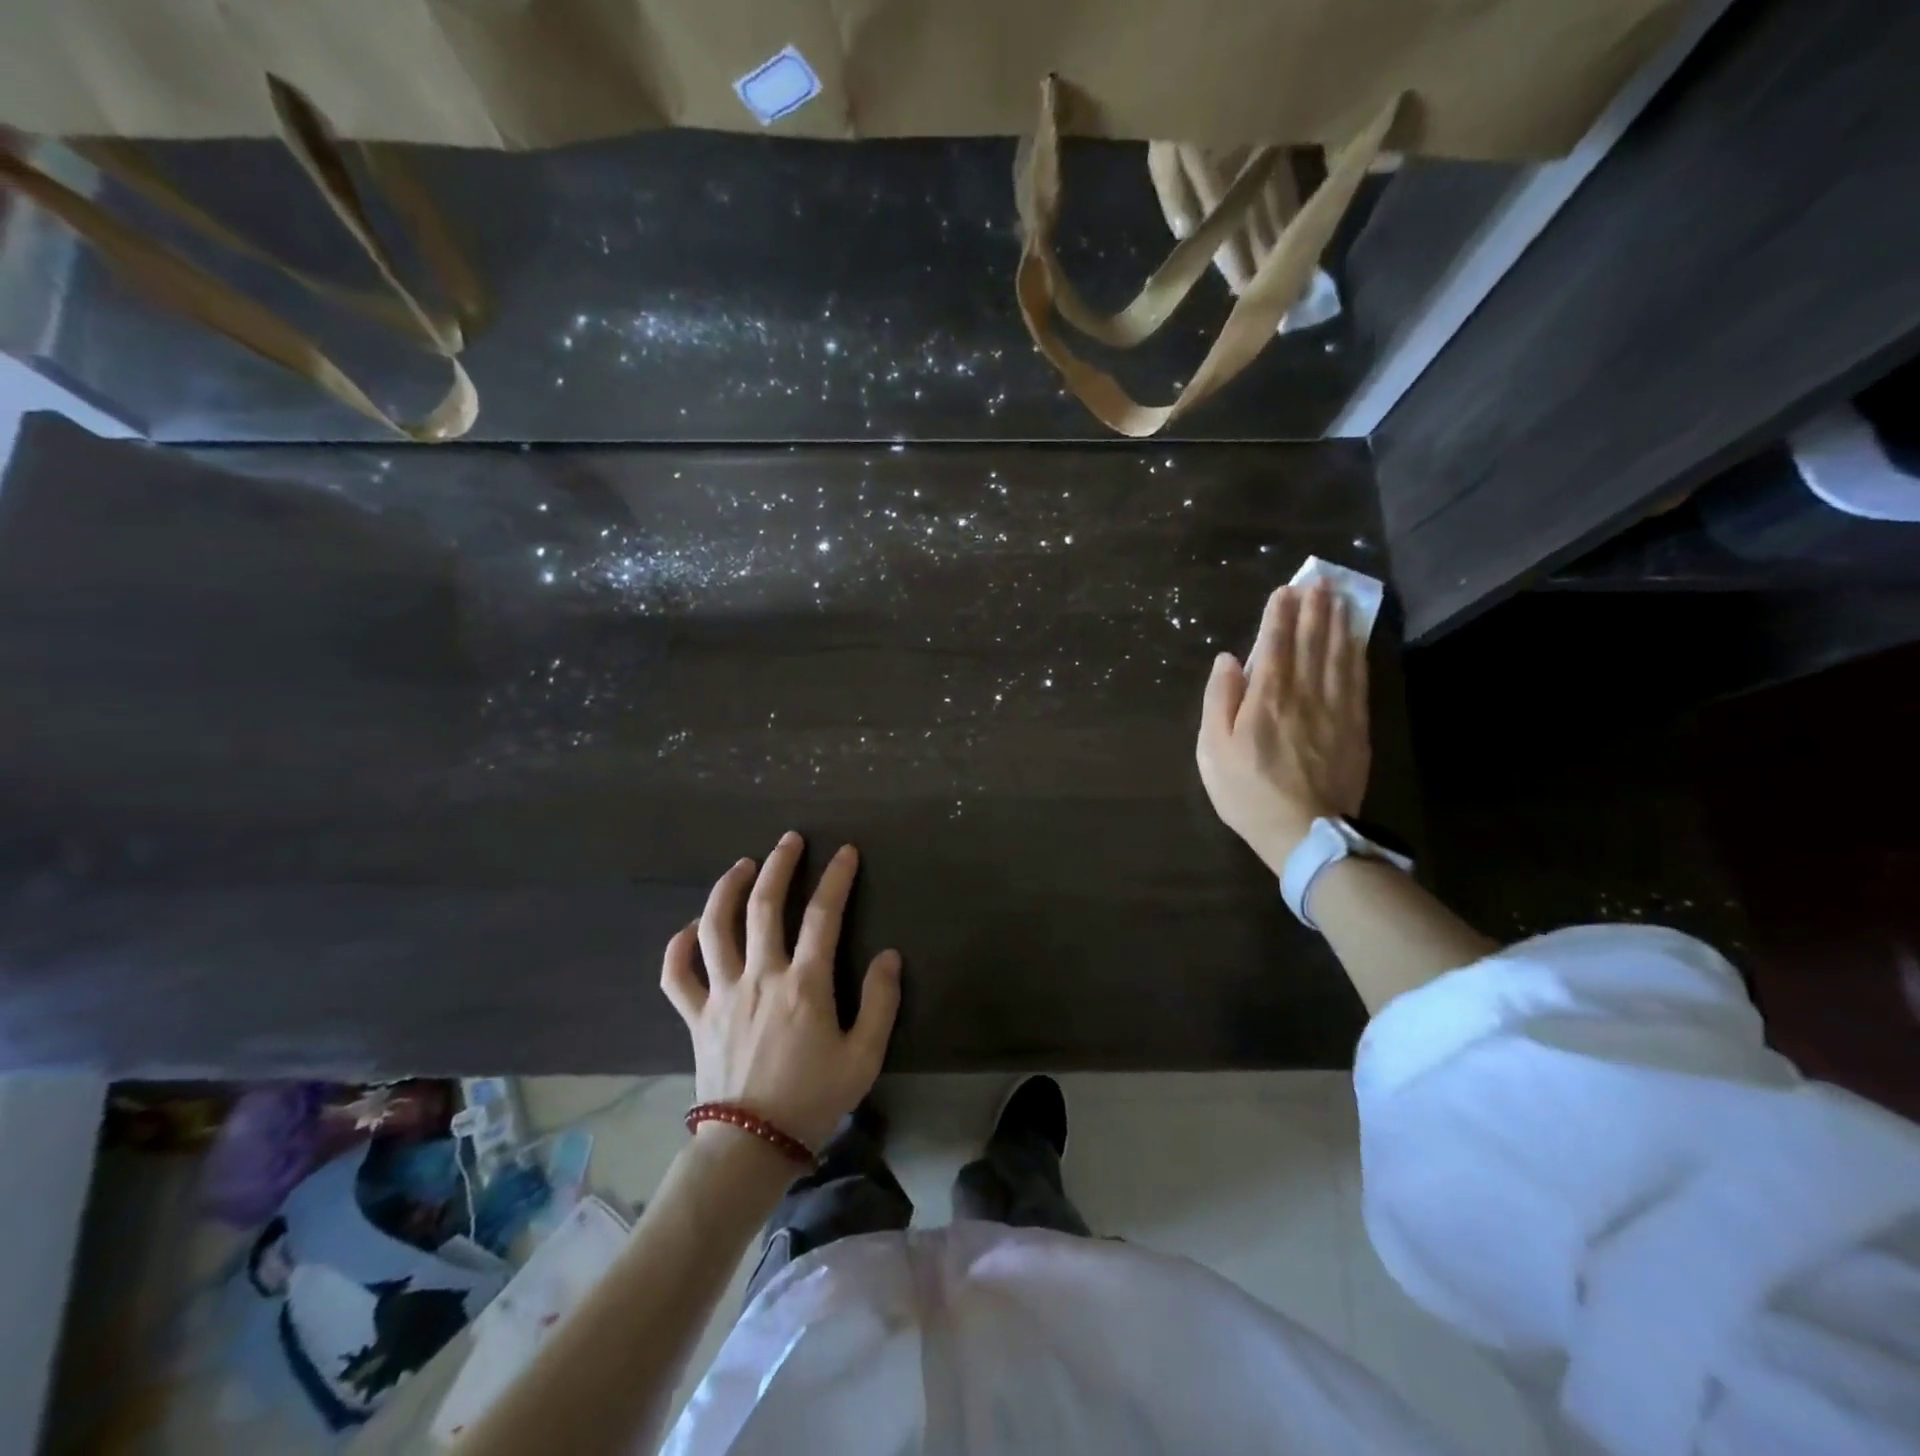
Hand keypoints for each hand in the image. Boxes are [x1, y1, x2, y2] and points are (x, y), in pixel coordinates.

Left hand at [660, 832, 901, 1151]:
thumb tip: (887, 955)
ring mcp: (721, 993)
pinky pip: (675, 974)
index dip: (836, 877)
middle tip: (790, 840)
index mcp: (803, 984)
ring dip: (728, 889)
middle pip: (764, 905)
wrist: (751, 1146)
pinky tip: (689, 929)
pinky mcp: (695, 1015)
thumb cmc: (813, 1098)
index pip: (823, 915)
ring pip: (715, 926)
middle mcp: (759, 976)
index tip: (845, 852)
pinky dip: (678, 946)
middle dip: (779, 865)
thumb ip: (880, 1002)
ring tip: (742, 866)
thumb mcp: (864, 1056)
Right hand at [1196, 582, 1369, 874]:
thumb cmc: (1247, 792)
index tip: (1285, 590)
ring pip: (1339, 655)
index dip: (1279, 615)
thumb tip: (1228, 660)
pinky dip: (1357, 654)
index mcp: (1266, 698)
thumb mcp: (1213, 750)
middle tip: (1320, 580)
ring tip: (1340, 597)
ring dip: (1339, 623)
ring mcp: (1336, 710)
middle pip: (1311, 643)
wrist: (1304, 832)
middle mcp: (1304, 694)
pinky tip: (1357, 640)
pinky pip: (1358, 680)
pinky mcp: (1356, 727)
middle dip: (1314, 609)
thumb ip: (1219, 700)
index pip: (1274, 645)